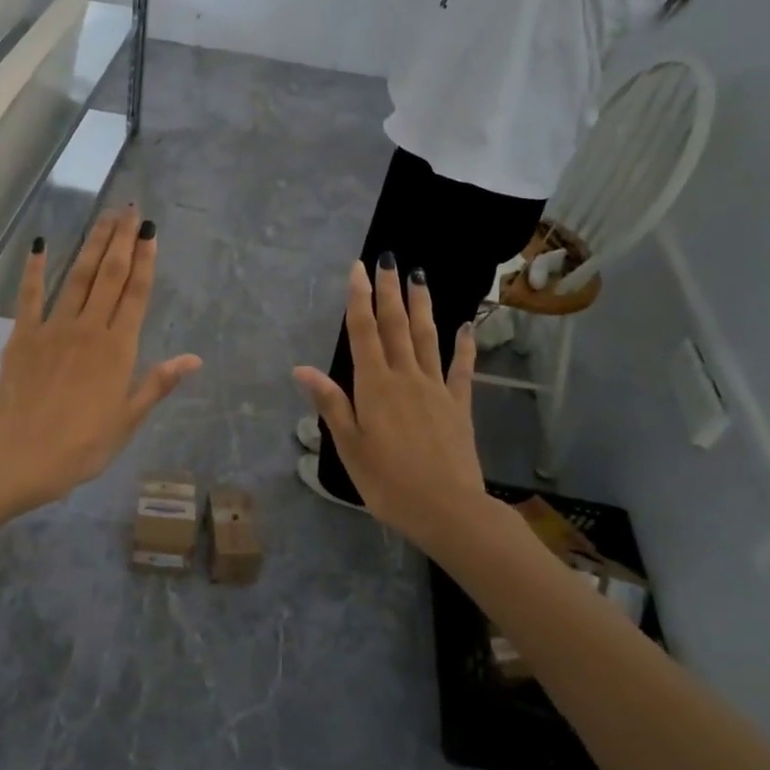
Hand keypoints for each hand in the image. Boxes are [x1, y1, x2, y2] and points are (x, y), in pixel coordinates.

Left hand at [0, 207, 201, 507]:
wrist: (24, 453)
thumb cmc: (84, 444)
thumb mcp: (129, 418)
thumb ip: (158, 383)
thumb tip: (194, 359)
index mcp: (119, 348)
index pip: (136, 293)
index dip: (145, 259)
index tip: (150, 231)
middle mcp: (90, 328)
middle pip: (110, 275)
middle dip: (122, 240)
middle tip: (130, 209)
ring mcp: (54, 327)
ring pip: (78, 277)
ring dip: (93, 244)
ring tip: (104, 217)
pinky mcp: (24, 335)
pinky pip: (31, 295)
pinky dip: (35, 269)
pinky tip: (42, 244)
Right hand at [292, 258, 497, 552]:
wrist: (447, 509)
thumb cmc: (387, 482)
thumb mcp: (349, 446)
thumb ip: (330, 402)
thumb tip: (302, 367)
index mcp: (374, 386)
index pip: (364, 332)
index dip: (359, 299)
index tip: (358, 269)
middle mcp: (406, 377)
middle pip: (396, 326)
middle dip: (388, 291)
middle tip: (387, 260)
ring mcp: (436, 388)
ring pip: (427, 337)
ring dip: (421, 305)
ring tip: (418, 276)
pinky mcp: (459, 404)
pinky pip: (462, 367)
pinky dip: (464, 344)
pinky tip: (466, 325)